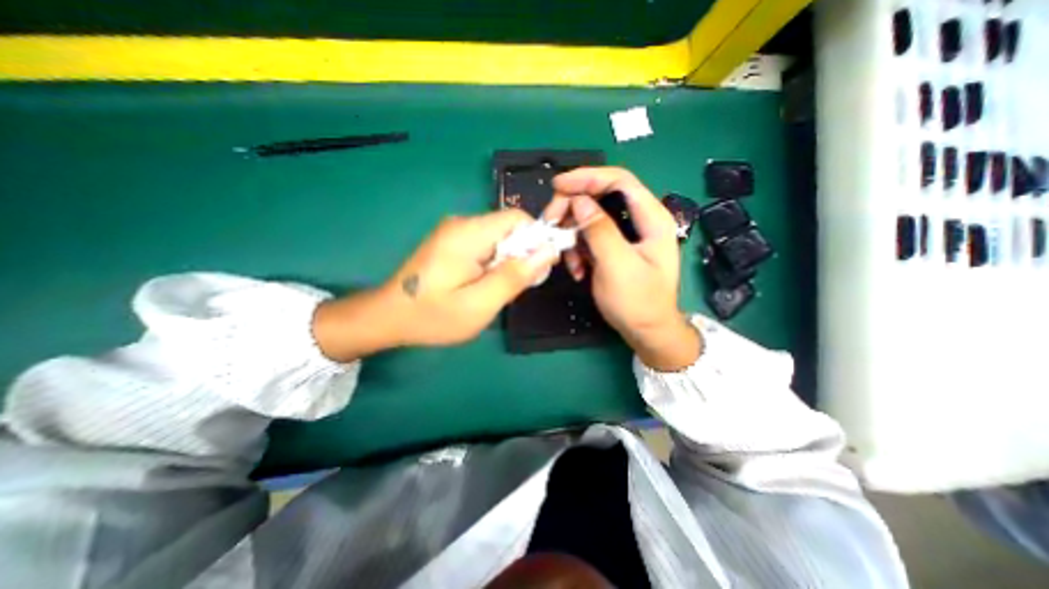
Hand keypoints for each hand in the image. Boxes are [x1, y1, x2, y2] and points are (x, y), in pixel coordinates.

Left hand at [313, 208, 551, 360]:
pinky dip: (494, 263)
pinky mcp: (451, 242)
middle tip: (514, 287)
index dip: (537, 240)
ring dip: (508, 261)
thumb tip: (549, 250)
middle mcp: (462, 223)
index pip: (519, 219)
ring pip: (499, 238)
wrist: (387, 317)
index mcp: (469, 233)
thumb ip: (515, 276)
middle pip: (509, 228)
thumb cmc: (433, 316)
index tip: (537, 270)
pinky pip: (486, 245)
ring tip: (497, 290)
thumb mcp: (480, 303)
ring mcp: (455, 232)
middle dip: (522, 255)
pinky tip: (484, 285)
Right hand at [546, 166, 698, 370]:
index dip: (587, 177)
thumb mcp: (618, 266)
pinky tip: (577, 270)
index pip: (619, 181)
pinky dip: (578, 250)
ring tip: (567, 259)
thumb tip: (579, 201)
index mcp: (651, 218)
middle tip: (551, 223)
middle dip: (573, 208)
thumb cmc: (638, 303)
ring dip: (573, 235)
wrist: (646, 332)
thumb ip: (600, 231)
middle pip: (601, 197)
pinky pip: (589, 239)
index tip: (558, 186)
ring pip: (590, 219)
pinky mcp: (613, 249)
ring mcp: (625, 235)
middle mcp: (639, 221)